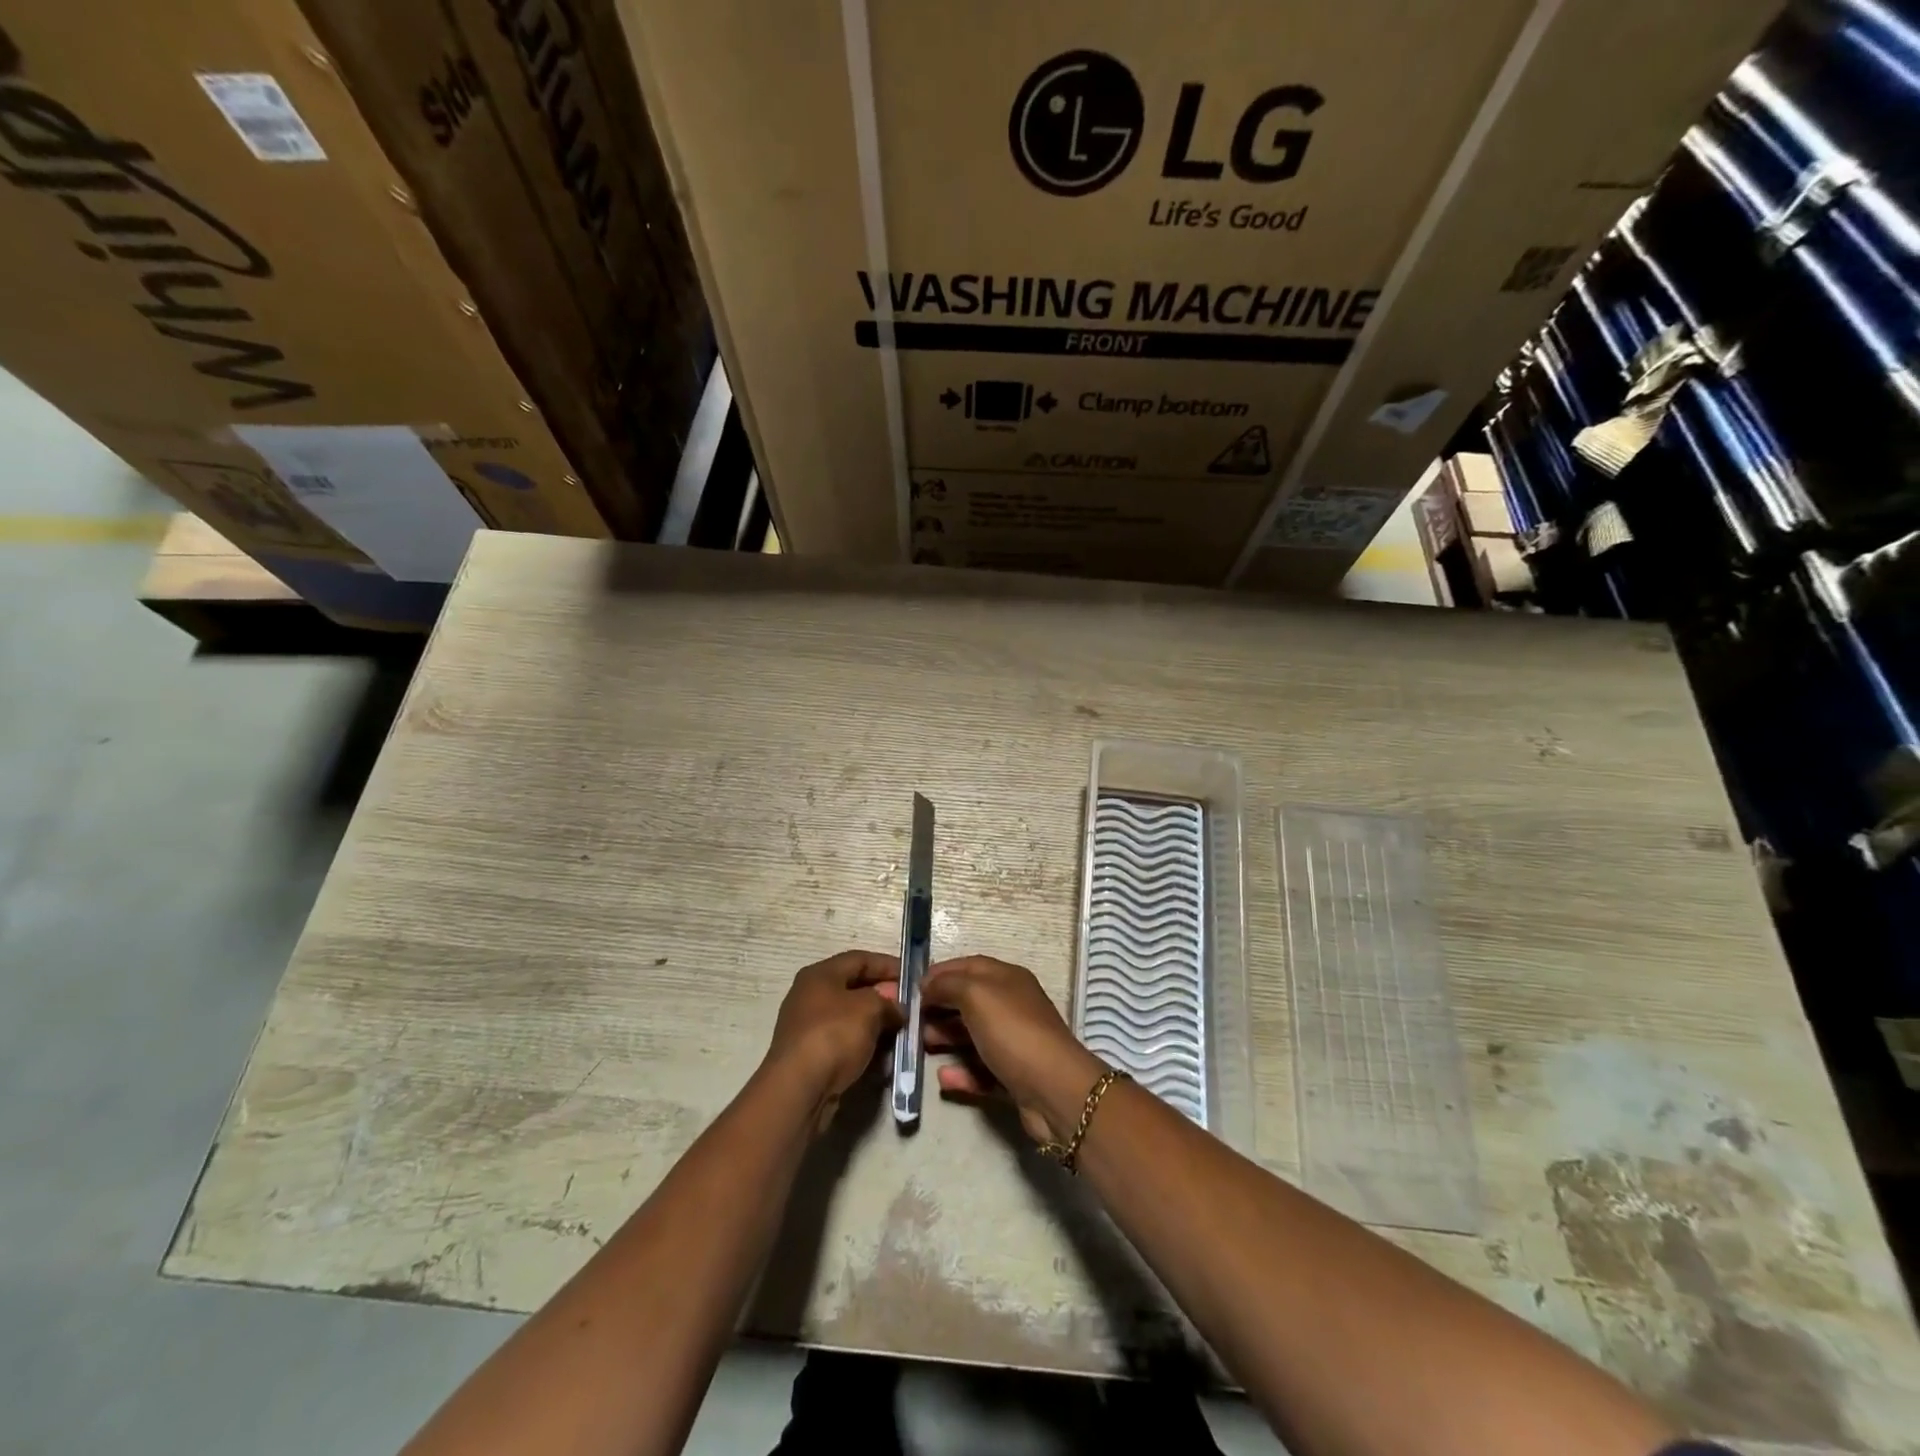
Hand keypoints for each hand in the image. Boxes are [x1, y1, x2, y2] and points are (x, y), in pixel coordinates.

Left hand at [763, 950, 903, 1127]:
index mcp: (820, 975)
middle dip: (885, 998)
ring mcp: (808, 1028)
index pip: (860, 959)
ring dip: (877, 1025)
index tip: (913, 978)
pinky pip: (845, 1043)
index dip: (888, 965)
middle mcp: (810, 996)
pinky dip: (865, 1046)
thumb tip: (896, 1007)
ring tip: (902, 1034)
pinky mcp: (811, 1056)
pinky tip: (884, 1058)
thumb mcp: (869, 1009)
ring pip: (852, 1019)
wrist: (799, 1090)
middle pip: (855, 989)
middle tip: (911, 1008)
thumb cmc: (834, 1035)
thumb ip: (888, 1001)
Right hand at [920, 955, 1105, 1144]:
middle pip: (969, 1001)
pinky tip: (943, 1078)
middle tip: (910, 1019)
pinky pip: (981, 1070)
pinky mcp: (1014, 1076)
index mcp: (1007, 978)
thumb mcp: (976, 995)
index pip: (968, 966)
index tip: (910, 986)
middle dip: (939, 1007)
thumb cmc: (1013, 1032)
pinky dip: (962, 1073)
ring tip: (920, 1046)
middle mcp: (1012, 1005)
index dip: (940, 972)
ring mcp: (1014, 1042)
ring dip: (945, 1038)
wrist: (1054, 1090)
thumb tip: (928, 985)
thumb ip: (948, 985)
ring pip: (973, 1036)